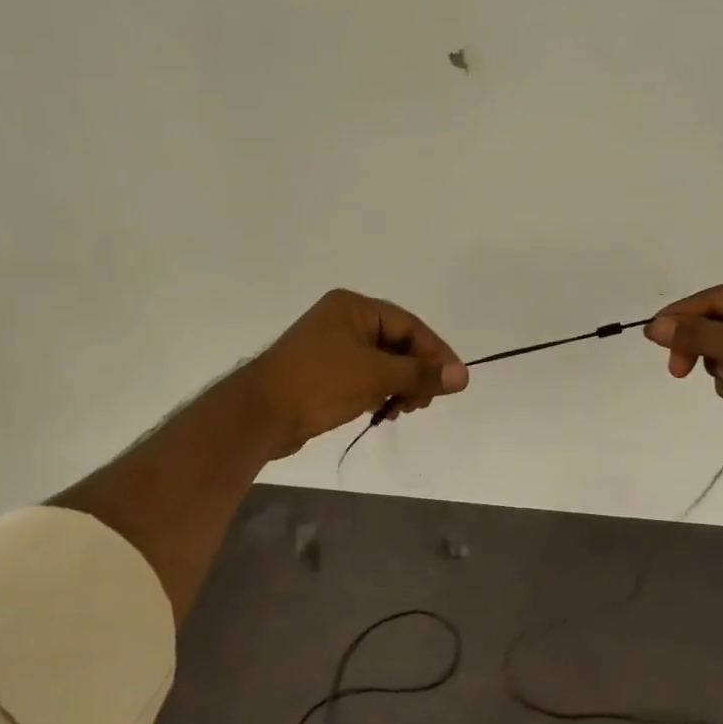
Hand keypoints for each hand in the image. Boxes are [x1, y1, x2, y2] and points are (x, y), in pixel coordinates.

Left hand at [240, 290, 467, 458]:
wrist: (259, 415)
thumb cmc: (319, 383)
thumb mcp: (376, 375)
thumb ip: (420, 374)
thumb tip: (463, 376)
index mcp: (354, 308)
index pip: (410, 326)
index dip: (435, 353)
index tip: (453, 382)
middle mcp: (344, 321)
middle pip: (398, 344)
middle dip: (415, 373)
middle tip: (423, 402)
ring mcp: (332, 348)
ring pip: (383, 364)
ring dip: (399, 386)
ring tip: (402, 410)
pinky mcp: (325, 373)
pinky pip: (365, 378)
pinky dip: (379, 392)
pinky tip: (383, 412)